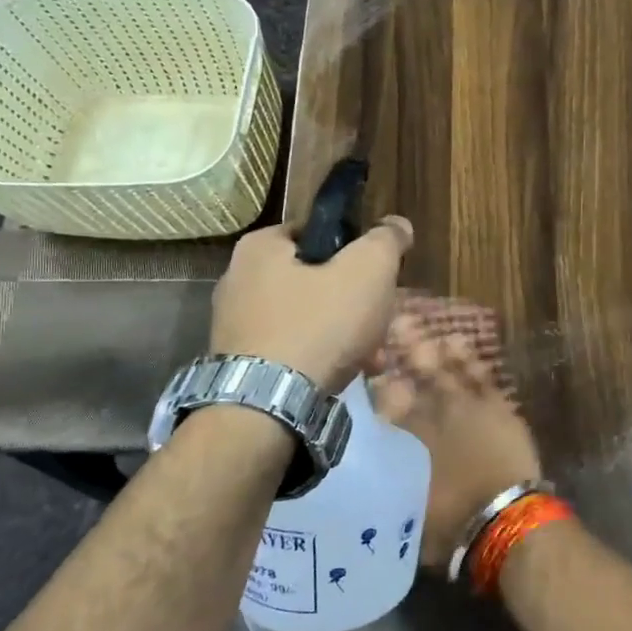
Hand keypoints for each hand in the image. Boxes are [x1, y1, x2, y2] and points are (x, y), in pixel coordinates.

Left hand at [210, 217, 412, 390]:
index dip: (355, 250)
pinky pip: (291, 348)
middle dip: (354, 302)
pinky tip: (342, 374)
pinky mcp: (239, 362)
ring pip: (307, 317)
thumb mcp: (369, 271)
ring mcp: (234, 324)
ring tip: (370, 357)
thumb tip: (397, 225)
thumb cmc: (320, 325)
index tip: (378, 277)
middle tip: (379, 323)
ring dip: (342, 332)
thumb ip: (386, 240)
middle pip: (316, 279)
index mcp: (260, 246)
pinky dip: (318, 356)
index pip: (318, 232)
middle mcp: (237, 279)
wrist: (268, 406)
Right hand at [370, 314, 542, 567]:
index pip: (385, 399)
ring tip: (422, 326)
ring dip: (434, 347)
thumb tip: (378, 476)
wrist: (504, 519)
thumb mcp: (407, 507)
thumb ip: (392, 482)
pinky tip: (460, 342)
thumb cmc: (451, 524)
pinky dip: (469, 358)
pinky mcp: (498, 407)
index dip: (376, 379)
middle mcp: (434, 414)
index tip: (368, 361)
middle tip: (394, 323)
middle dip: (404, 348)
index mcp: (408, 437)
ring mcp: (468, 406)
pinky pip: (480, 374)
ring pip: (447, 367)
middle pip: (415, 374)